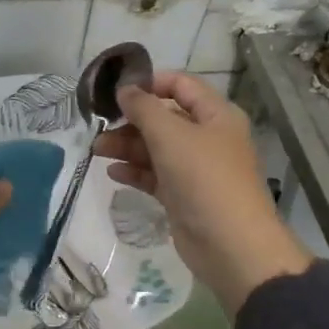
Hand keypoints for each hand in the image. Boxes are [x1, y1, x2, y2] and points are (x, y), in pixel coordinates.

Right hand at [94, 72, 311, 314]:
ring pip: (157, 148)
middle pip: (165, 118)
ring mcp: (196, 169)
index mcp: (216, 115)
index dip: (150, 83)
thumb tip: (124, 89)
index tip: (117, 91)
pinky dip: (135, 171)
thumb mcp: (170, 135)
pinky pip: (156, 176)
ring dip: (127, 146)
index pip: (181, 85)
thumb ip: (143, 108)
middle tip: (99, 126)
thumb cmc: (204, 178)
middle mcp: (208, 138)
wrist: (231, 245)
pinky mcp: (184, 196)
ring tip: (98, 150)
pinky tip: (113, 172)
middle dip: (131, 120)